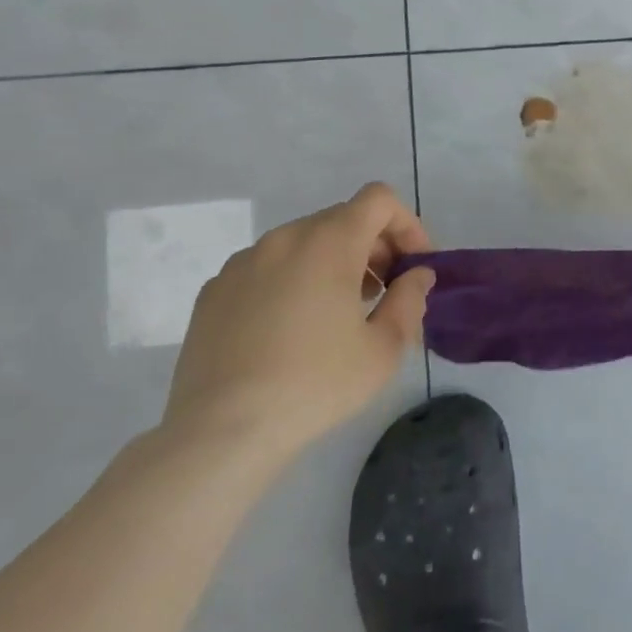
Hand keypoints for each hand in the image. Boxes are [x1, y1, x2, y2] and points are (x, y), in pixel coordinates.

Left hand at [162, 182, 434, 462]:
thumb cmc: (315, 384)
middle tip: (385, 293)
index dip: (406, 224)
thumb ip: (409, 300)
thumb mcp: (384, 348)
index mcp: (329, 242)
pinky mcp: (214, 291)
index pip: (379, 199)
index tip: (414, 265)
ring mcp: (243, 263)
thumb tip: (416, 275)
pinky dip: (293, 281)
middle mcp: (284, 238)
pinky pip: (267, 269)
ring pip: (303, 244)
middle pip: (342, 219)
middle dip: (373, 247)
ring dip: (333, 264)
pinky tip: (291, 331)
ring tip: (340, 314)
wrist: (220, 432)